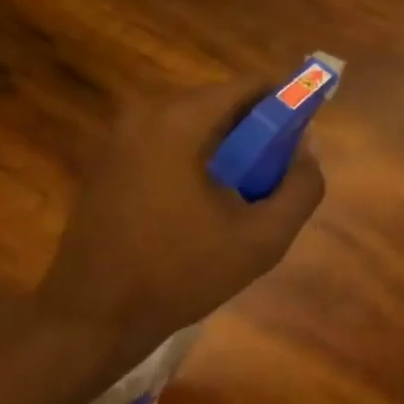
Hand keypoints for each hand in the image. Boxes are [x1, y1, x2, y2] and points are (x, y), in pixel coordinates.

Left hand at [38, 76, 324, 338]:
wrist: (95, 316)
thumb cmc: (181, 274)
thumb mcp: (262, 238)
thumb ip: (301, 189)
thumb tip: (308, 151)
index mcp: (179, 121)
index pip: (250, 87)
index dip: (287, 106)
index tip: (304, 143)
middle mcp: (144, 114)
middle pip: (221, 105)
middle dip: (257, 136)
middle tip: (275, 183)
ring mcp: (119, 137)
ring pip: (195, 128)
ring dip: (228, 153)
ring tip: (241, 203)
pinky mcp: (107, 162)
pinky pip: (168, 146)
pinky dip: (196, 164)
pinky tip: (203, 211)